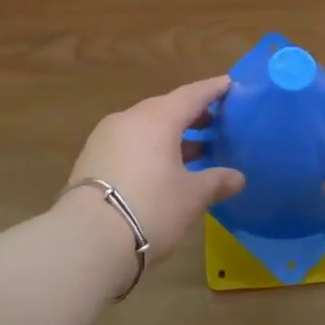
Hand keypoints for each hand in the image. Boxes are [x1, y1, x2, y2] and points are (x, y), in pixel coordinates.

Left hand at [63, 76, 243, 263]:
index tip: (229, 84)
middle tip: (214, 122)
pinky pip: (129, 142)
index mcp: (158, 118)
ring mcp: (106, 137)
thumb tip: (238, 178)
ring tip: (193, 150)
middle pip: (166, 108)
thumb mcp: (190, 197)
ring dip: (169, 134)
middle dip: (191, 114)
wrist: (86, 239)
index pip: (192, 95)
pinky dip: (149, 147)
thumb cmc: (150, 208)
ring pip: (145, 126)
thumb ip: (216, 182)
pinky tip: (161, 168)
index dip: (212, 90)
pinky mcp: (91, 157)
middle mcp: (130, 118)